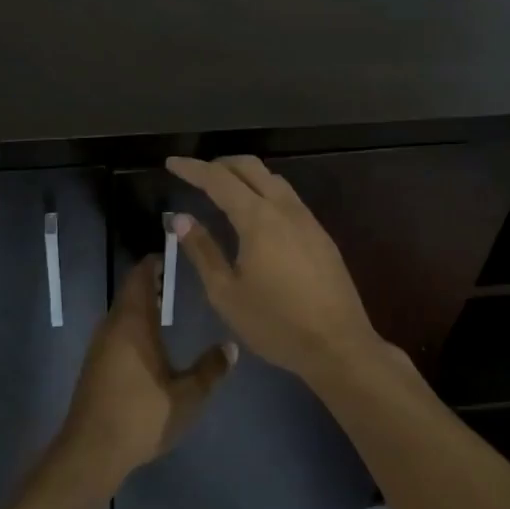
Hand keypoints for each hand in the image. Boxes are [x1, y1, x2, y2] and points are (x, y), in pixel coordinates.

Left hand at [57, 256, 233, 488]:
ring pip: (122, 312)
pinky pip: (116, 331)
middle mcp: (113, 326)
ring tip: (169, 306)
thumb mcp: (187, 397)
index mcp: (133, 322)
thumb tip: (231, 346)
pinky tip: (151, 342)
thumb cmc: (141, 416)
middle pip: (130, 292)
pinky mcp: (95, 365)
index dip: (154, 262)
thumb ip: (210, 369)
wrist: (91, 451)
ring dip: (142, 305)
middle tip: (179, 280)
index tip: (174, 254)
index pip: (140, 276)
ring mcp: (100, 345)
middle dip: (152, 282)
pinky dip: (134, 325)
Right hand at [166, 155, 389, 382]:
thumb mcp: (226, 293)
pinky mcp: (320, 234)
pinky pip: (287, 197)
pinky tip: (255, 213)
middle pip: (250, 167)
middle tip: (196, 174)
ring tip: (223, 189)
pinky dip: (264, 191)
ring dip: (244, 175)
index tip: (171, 163)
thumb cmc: (275, 324)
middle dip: (219, 163)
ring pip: (272, 179)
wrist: (338, 345)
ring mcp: (307, 219)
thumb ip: (202, 251)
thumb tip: (180, 219)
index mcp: (258, 219)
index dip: (192, 168)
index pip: (218, 180)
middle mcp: (284, 209)